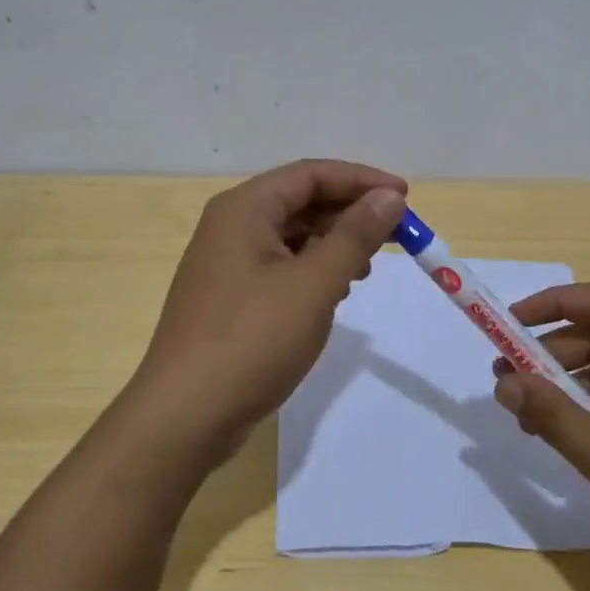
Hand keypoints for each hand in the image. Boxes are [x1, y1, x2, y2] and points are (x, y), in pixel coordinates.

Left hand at [125, 159, 406, 459]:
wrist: (185, 416)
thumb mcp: (313, 285)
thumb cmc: (252, 340)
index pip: (311, 174)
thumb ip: (354, 236)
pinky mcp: (231, 296)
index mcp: (244, 209)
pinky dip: (313, 270)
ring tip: (369, 265)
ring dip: (334, 243)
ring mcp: (227, 263)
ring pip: (292, 236)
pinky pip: (281, 266)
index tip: (405, 197)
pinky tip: (336, 292)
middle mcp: (231, 225)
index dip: (361, 180)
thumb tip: (389, 197)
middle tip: (397, 235)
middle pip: (301, 201)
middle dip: (350, 213)